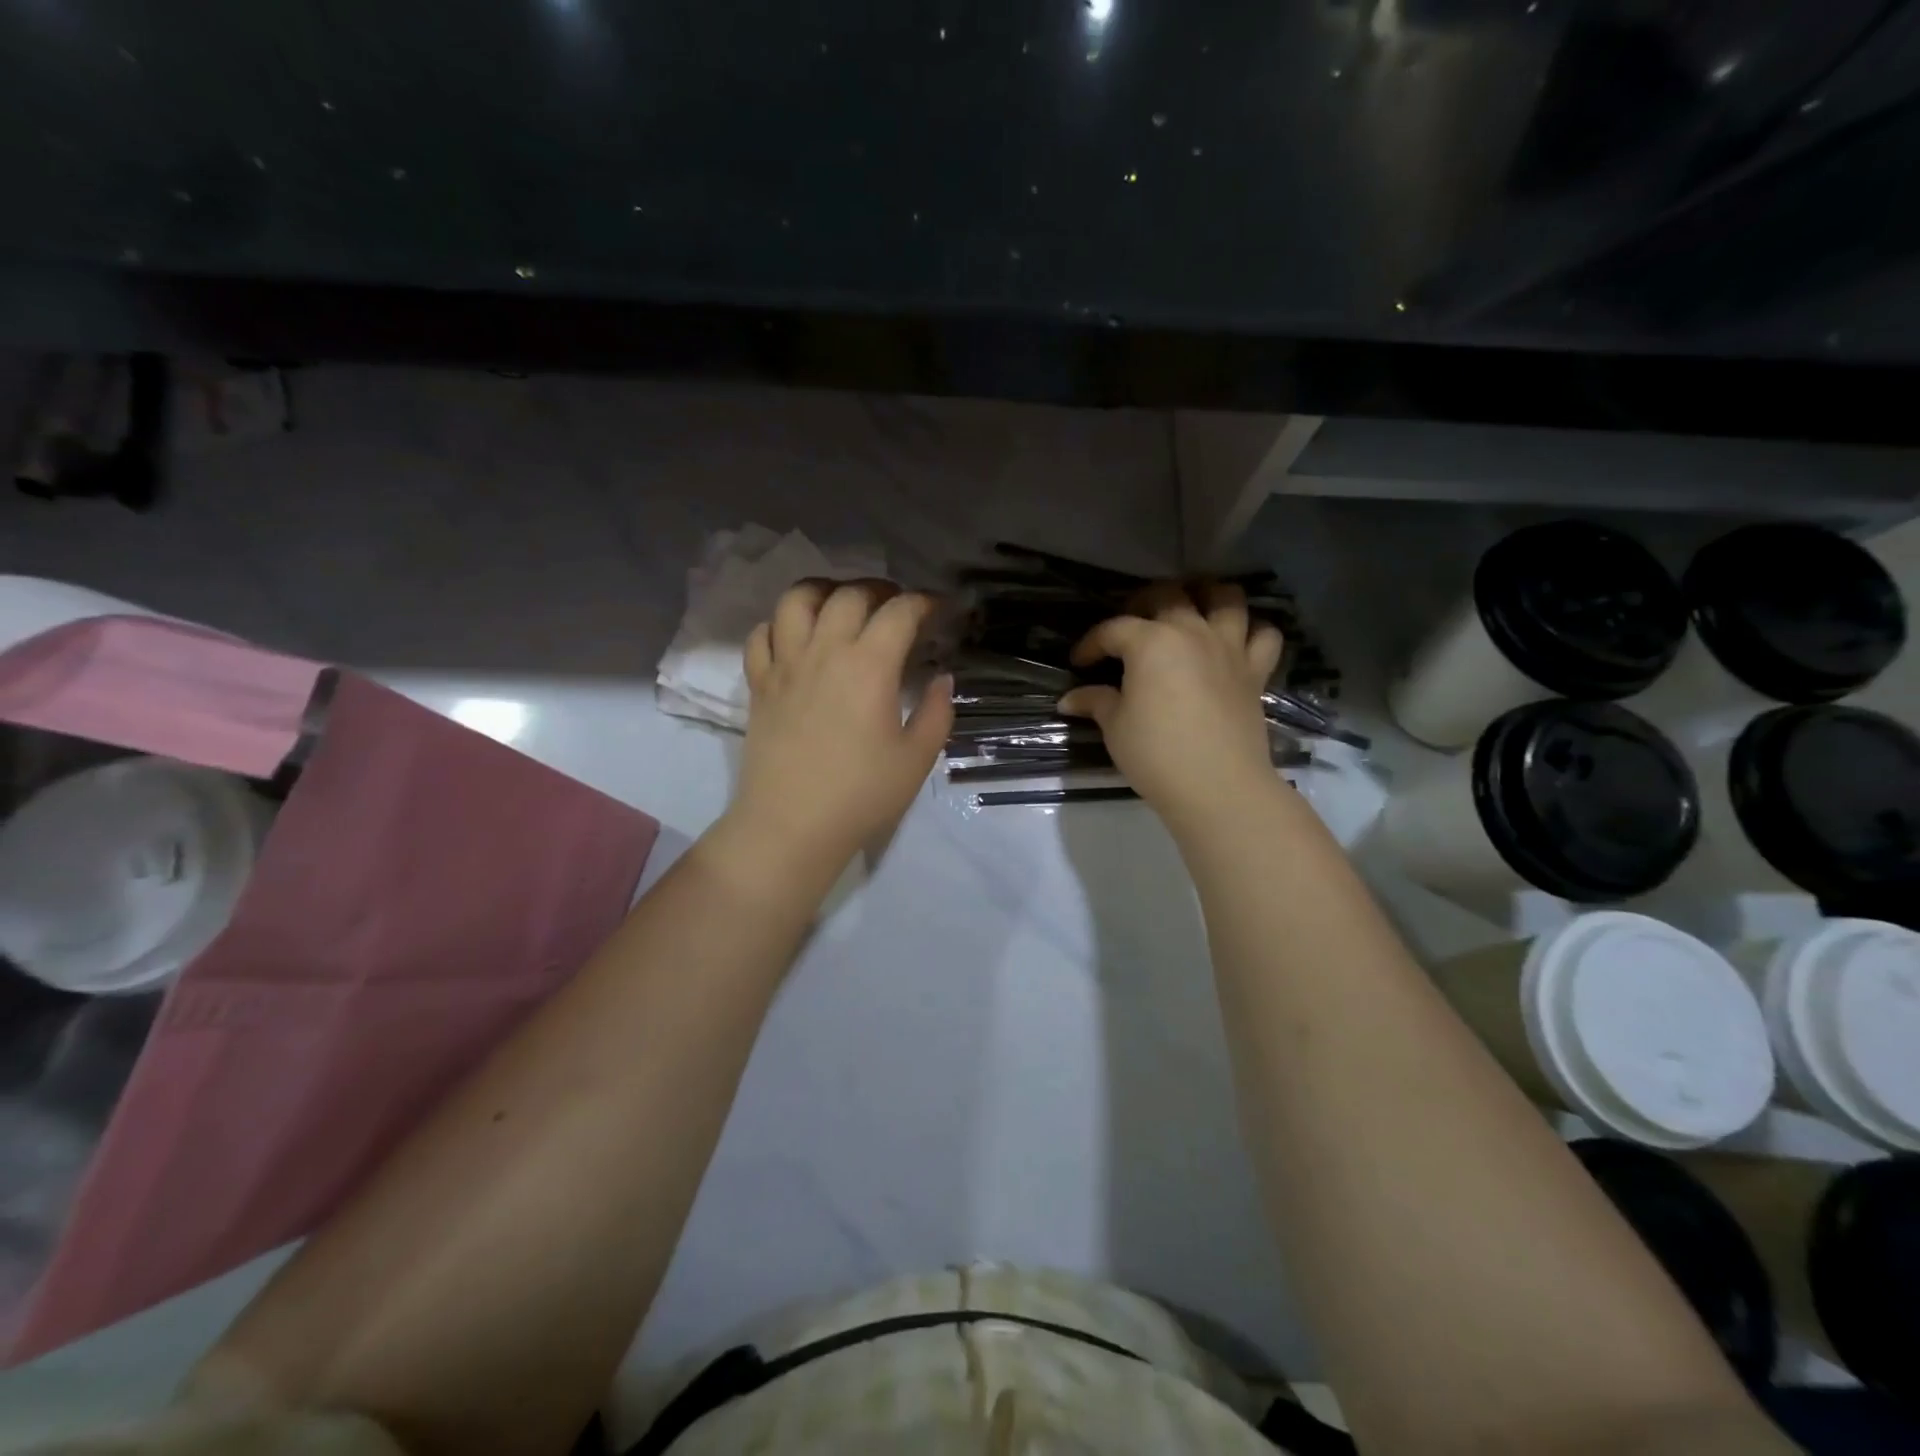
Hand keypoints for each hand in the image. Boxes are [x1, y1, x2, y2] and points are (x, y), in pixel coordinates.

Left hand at [727, 579, 952, 866]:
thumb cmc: (861, 795)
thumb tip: (941, 678)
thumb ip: (936, 712)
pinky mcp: (759, 684)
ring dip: (824, 591)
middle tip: (896, 606)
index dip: (925, 603)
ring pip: (796, 600)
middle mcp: (824, 651)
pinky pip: (762, 634)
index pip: (900, 612)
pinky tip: (796, 638)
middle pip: (850, 594)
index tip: (940, 611)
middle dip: (880, 589)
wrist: (790, 826)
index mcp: (869, 666)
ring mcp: (785, 664)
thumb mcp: (917, 759)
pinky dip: (780, 624)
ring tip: (841, 604)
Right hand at [1058, 582, 1284, 827]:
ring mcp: (1229, 648)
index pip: (1113, 629)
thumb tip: (1071, 699)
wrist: (1217, 785)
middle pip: (1168, 595)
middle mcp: (1192, 632)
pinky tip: (1236, 640)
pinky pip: (1265, 635)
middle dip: (1142, 603)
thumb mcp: (1115, 727)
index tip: (1079, 661)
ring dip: (1207, 595)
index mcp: (1151, 642)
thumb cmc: (1156, 753)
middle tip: (1130, 626)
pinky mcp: (1255, 671)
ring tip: (1191, 609)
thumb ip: (1096, 703)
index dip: (1091, 643)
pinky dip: (1252, 630)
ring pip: (1226, 598)